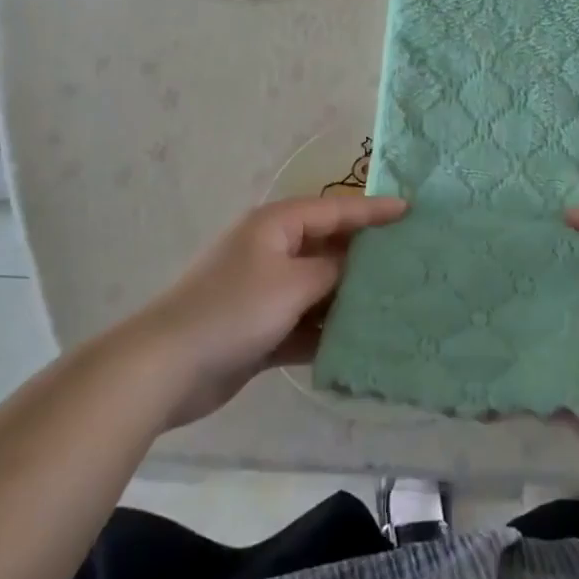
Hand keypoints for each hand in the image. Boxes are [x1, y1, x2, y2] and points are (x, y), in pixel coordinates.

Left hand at [135, 195, 407, 427]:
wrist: (166, 368)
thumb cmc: (234, 310)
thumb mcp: (293, 283)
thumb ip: (334, 269)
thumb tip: (361, 263)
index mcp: (277, 225)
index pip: (336, 209)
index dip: (374, 211)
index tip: (412, 211)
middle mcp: (273, 250)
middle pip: (330, 247)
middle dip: (367, 256)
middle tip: (412, 261)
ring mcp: (265, 291)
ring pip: (320, 288)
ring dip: (349, 298)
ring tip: (397, 304)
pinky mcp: (261, 329)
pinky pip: (305, 322)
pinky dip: (327, 331)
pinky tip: (360, 344)